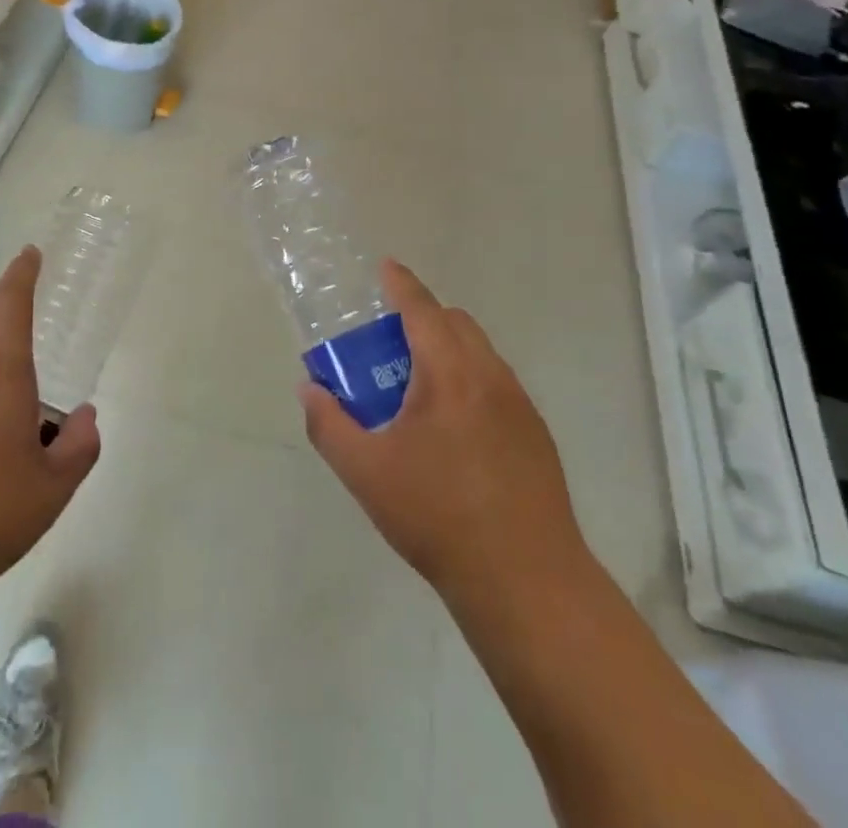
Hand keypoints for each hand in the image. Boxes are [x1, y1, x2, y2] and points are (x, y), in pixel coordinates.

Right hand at [300, 260, 588, 605]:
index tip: (385, 267)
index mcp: (450, 374)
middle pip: (456, 324)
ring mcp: (520, 406)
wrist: (526, 581)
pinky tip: (453, 430)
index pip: (423, 309)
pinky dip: (469, 380)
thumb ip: (329, 425)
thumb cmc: (438, 517)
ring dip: (448, 350)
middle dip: (423, 317)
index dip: (401, 284)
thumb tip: (310, 390)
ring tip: (418, 389)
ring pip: (480, 354)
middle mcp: (490, 377)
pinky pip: (496, 385)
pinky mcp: (537, 436)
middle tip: (389, 344)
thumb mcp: (366, 472)